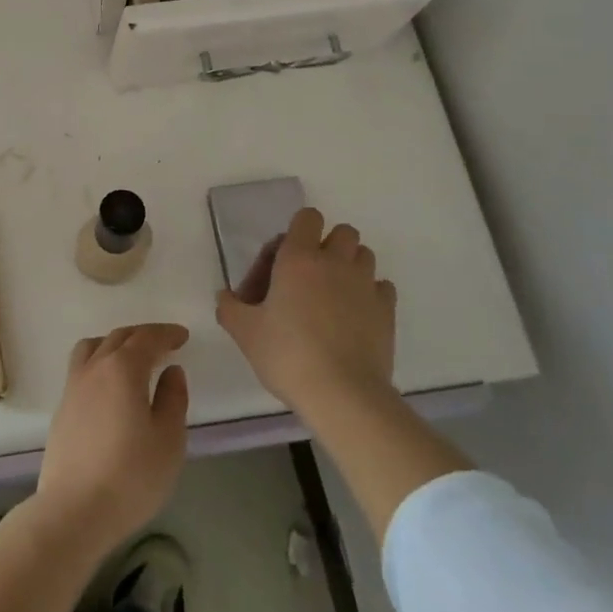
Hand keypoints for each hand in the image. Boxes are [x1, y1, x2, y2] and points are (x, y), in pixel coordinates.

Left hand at [35, 324, 189, 557]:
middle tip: (163, 344)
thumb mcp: (168, 440)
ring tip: (131, 358)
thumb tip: (171, 371)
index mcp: (123, 368)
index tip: (182, 336)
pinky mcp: (61, 409)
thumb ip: (173, 399)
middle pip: (119, 337)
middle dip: (143, 335)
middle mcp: (95, 367)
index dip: (166, 333)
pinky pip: (81, 368)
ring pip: (93, 347)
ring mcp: (73, 387)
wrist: (73, 512)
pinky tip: (109, 387)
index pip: (147, 338)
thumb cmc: (130, 476)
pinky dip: (99, 363)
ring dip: (115, 343)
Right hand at [217, 208, 396, 417]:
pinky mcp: (387, 310)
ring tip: (335, 296)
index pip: (307, 217)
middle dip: (329, 246)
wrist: (343, 394)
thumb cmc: (288, 355)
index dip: (298, 231)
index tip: (284, 261)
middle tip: (310, 278)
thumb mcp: (246, 333)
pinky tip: (357, 316)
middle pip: (343, 232)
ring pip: (364, 255)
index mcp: (298, 258)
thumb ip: (230, 308)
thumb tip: (225, 297)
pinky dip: (371, 294)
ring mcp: (365, 284)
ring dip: (351, 266)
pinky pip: (382, 287)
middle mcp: (335, 262)